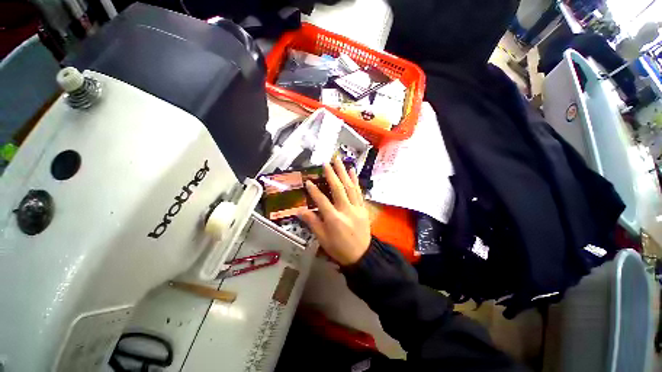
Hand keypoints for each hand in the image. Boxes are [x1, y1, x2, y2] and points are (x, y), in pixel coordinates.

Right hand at [299, 157, 370, 265]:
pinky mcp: (363, 208)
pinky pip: (359, 192)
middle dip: (331, 174)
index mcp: (334, 219)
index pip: (322, 201)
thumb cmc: (339, 248)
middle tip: (326, 163)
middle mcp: (346, 210)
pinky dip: (355, 180)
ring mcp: (356, 208)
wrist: (362, 255)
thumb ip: (313, 223)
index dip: (314, 190)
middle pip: (338, 189)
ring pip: (350, 187)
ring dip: (344, 172)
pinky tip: (352, 171)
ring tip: (339, 161)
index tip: (308, 181)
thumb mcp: (323, 239)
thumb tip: (301, 211)